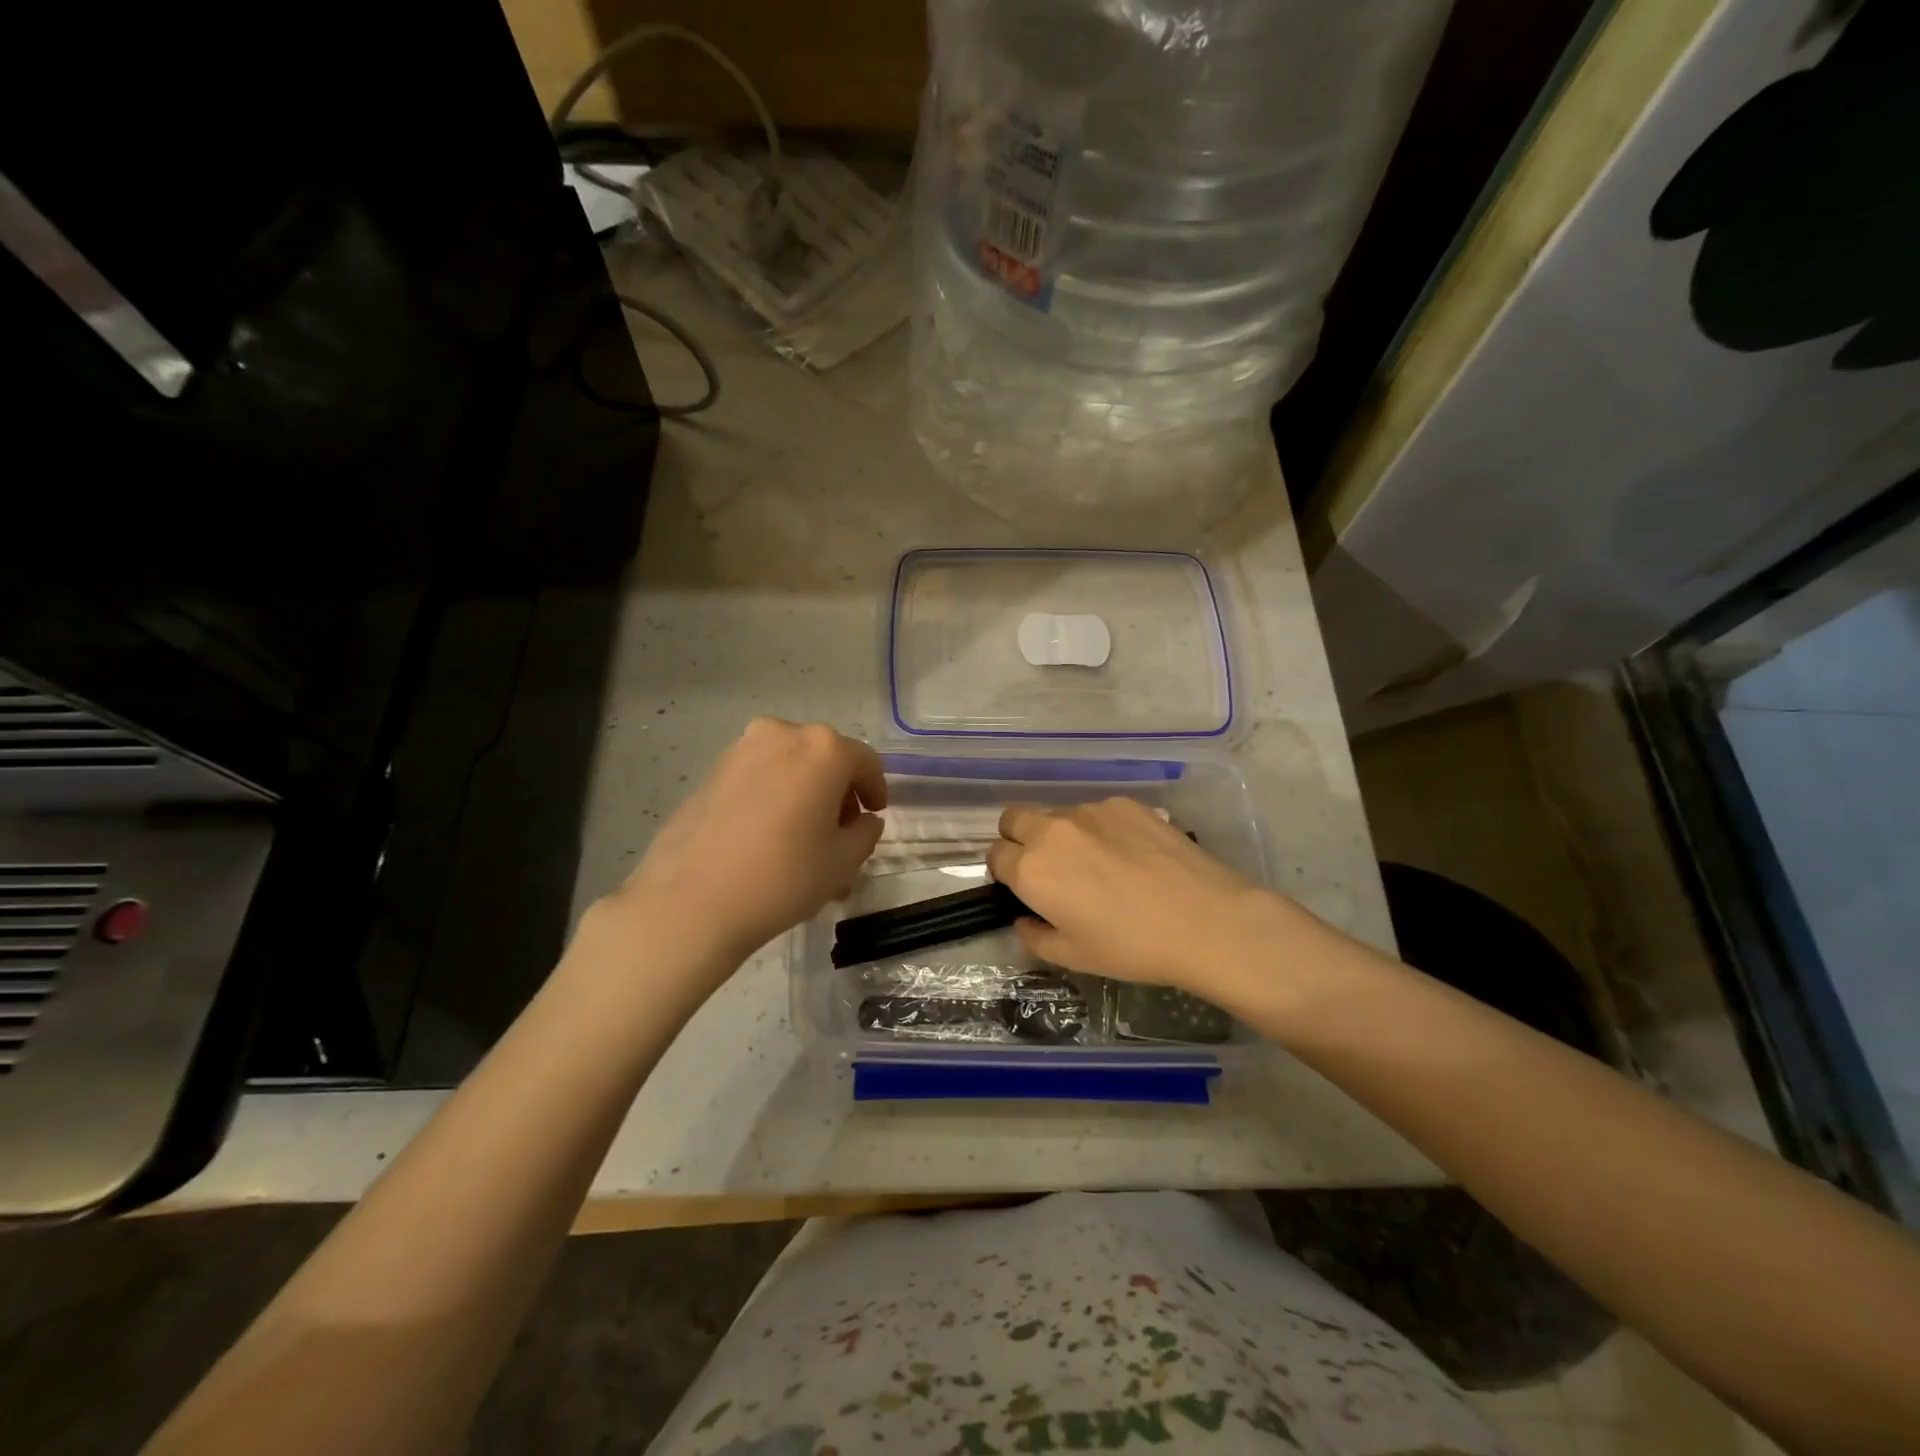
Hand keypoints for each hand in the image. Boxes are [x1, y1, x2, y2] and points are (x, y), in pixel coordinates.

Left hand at [588, 718, 886, 982]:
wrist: (689, 902)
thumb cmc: (782, 877)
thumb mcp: (843, 862)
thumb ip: (865, 833)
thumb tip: (862, 821)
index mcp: (823, 749)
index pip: (865, 761)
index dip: (875, 790)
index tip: (874, 815)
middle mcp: (782, 734)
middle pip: (825, 758)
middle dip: (838, 793)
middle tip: (840, 834)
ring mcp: (741, 750)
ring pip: (789, 767)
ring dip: (804, 795)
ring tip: (802, 841)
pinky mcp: (711, 772)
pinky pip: (758, 777)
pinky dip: (773, 798)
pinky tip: (767, 838)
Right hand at [986, 798, 1287, 996]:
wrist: (1205, 920)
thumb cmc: (1132, 947)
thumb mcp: (1074, 957)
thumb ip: (1035, 936)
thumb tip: (1024, 920)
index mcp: (1032, 869)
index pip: (994, 855)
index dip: (1005, 872)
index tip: (1024, 888)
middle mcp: (1053, 830)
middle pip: (1013, 818)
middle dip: (1018, 839)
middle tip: (1047, 868)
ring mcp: (1091, 811)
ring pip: (1057, 813)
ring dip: (1060, 833)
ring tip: (1098, 864)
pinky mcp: (1125, 803)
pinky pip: (1095, 812)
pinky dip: (1099, 829)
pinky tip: (1130, 855)